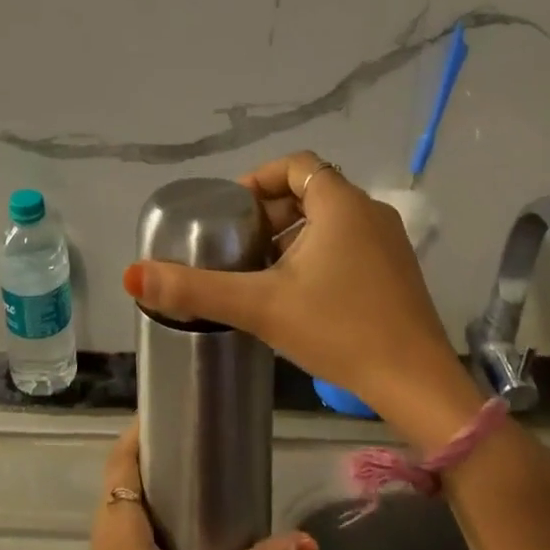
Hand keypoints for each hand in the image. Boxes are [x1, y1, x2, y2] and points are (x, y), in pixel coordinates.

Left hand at [76, 420, 316, 549]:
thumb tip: (306, 542)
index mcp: (120, 522)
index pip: (121, 456)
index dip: (140, 428)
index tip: (174, 409)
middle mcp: (106, 527)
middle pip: (123, 470)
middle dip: (153, 447)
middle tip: (198, 434)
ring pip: (124, 495)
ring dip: (151, 476)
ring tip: (197, 465)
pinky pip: (127, 518)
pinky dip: (149, 502)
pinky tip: (187, 516)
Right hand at [122, 152, 478, 431]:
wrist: (416, 383)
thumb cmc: (339, 330)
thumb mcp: (260, 306)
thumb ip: (195, 289)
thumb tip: (133, 274)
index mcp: (341, 205)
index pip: (295, 165)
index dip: (257, 180)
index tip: (230, 211)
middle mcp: (370, 212)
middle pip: (311, 191)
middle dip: (270, 212)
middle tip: (238, 244)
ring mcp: (390, 243)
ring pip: (330, 220)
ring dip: (293, 235)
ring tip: (260, 270)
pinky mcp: (397, 272)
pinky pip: (348, 243)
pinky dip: (318, 253)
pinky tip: (298, 293)